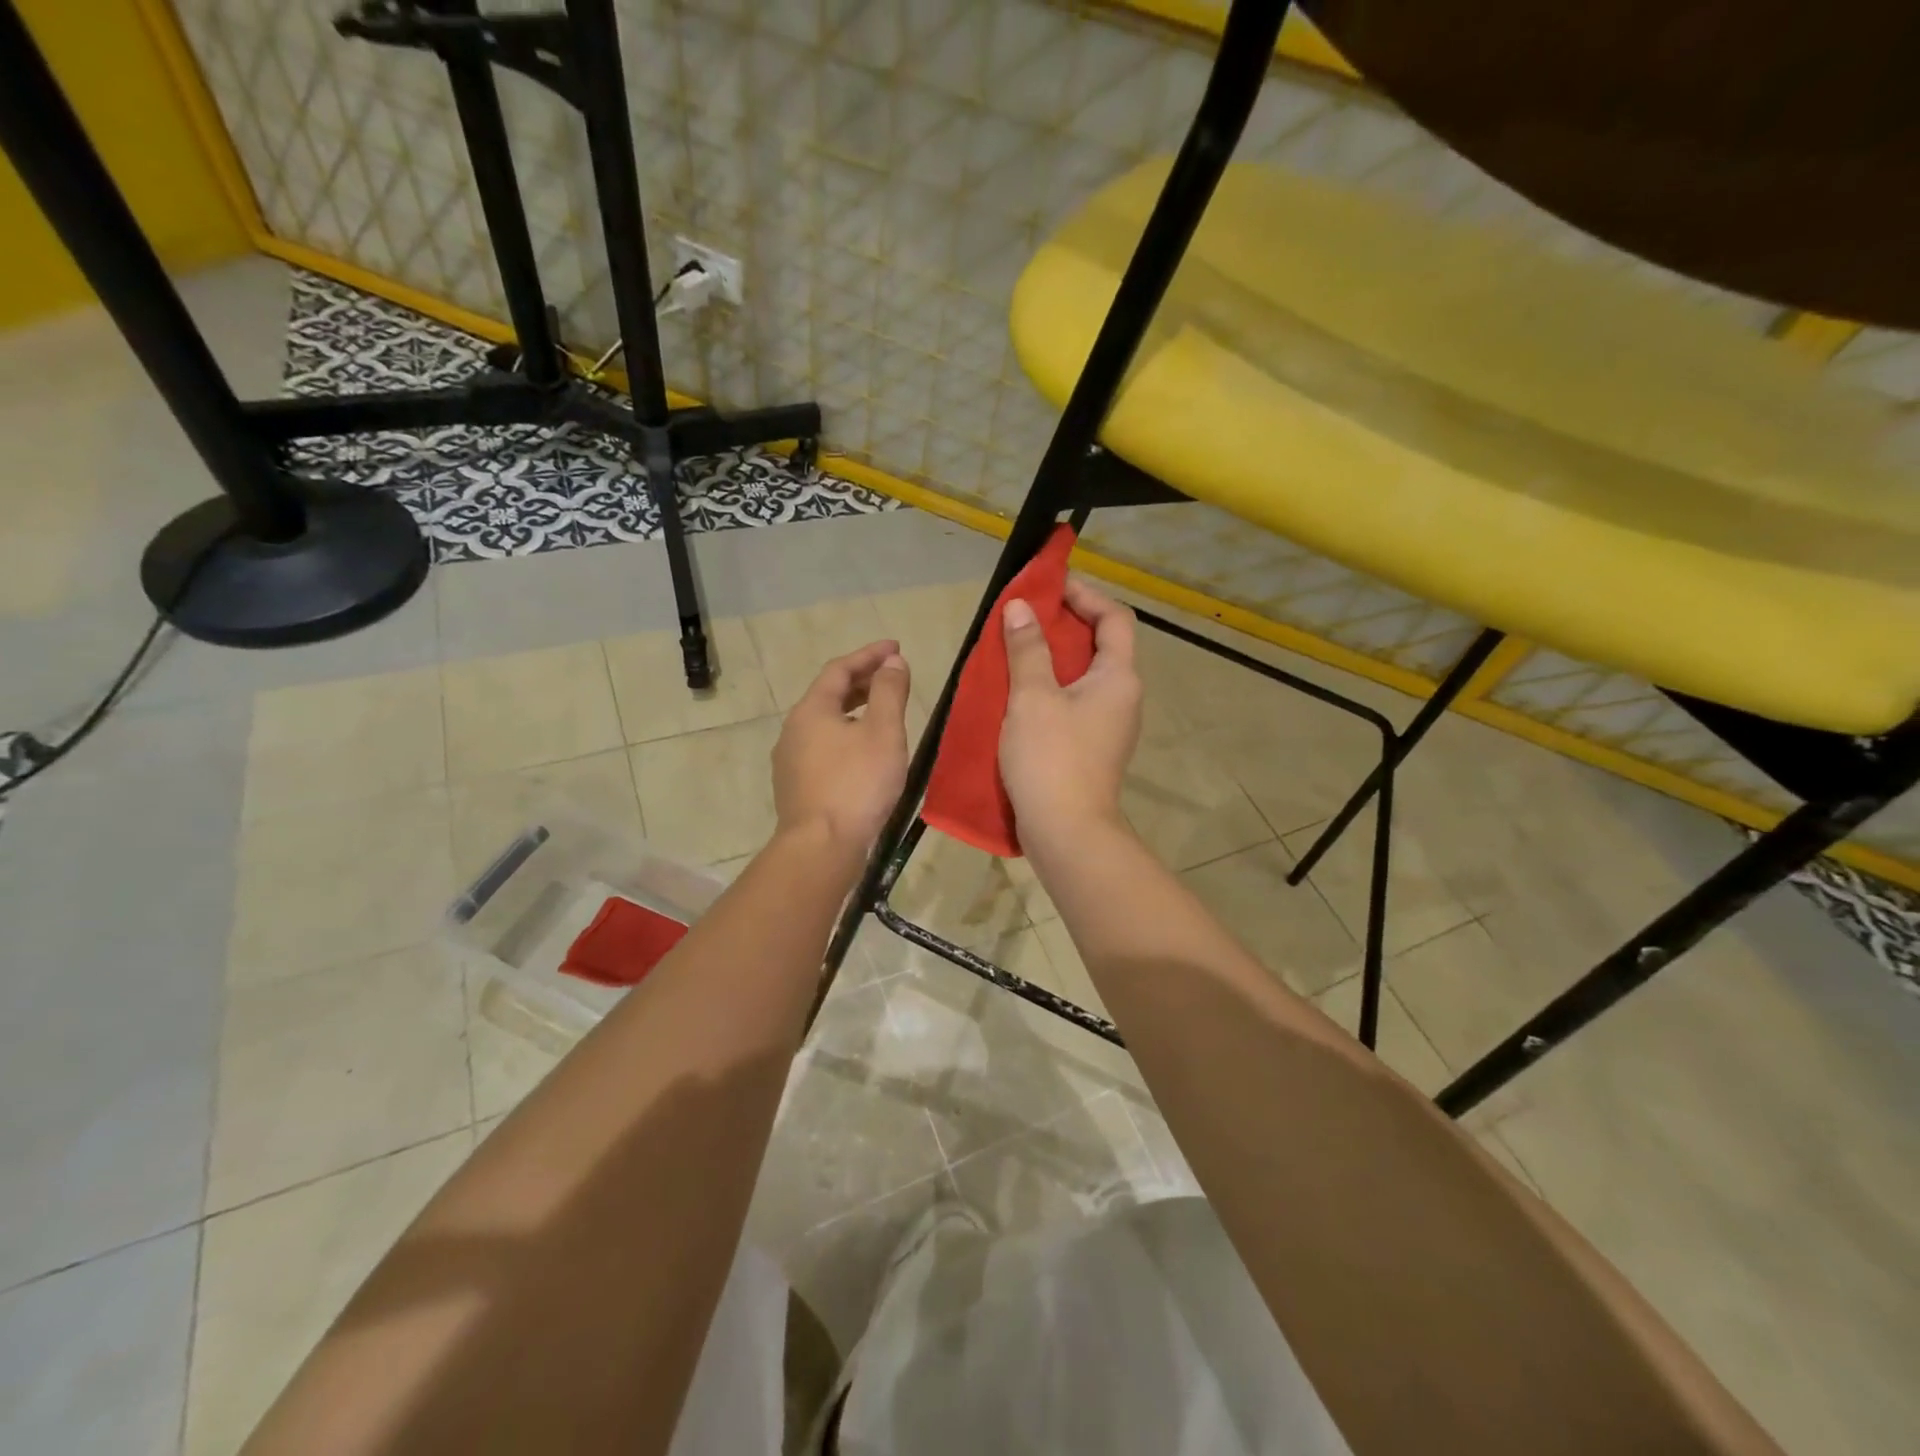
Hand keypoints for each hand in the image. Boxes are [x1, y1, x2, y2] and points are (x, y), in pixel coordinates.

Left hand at [772, 640, 911, 855]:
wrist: (821, 847)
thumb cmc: (857, 784)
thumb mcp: (883, 732)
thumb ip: (889, 692)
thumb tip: (893, 662)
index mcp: (812, 710)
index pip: (840, 669)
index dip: (869, 655)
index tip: (896, 648)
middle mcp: (794, 729)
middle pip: (828, 694)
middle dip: (861, 681)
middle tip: (892, 677)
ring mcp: (790, 760)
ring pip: (825, 723)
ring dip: (853, 710)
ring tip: (881, 713)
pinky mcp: (795, 786)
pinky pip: (822, 747)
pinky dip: (845, 736)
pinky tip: (863, 753)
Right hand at [999, 578, 1141, 848]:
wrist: (1067, 832)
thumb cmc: (1052, 758)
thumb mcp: (1033, 697)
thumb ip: (1028, 649)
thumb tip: (1021, 607)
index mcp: (1119, 677)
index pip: (1114, 617)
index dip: (1085, 594)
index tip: (1050, 586)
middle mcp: (1123, 696)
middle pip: (1102, 645)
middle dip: (1066, 624)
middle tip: (1026, 615)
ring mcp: (1111, 725)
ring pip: (1086, 676)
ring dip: (1056, 657)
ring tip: (1018, 649)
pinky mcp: (1094, 747)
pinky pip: (1076, 702)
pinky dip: (1053, 687)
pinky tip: (1020, 693)